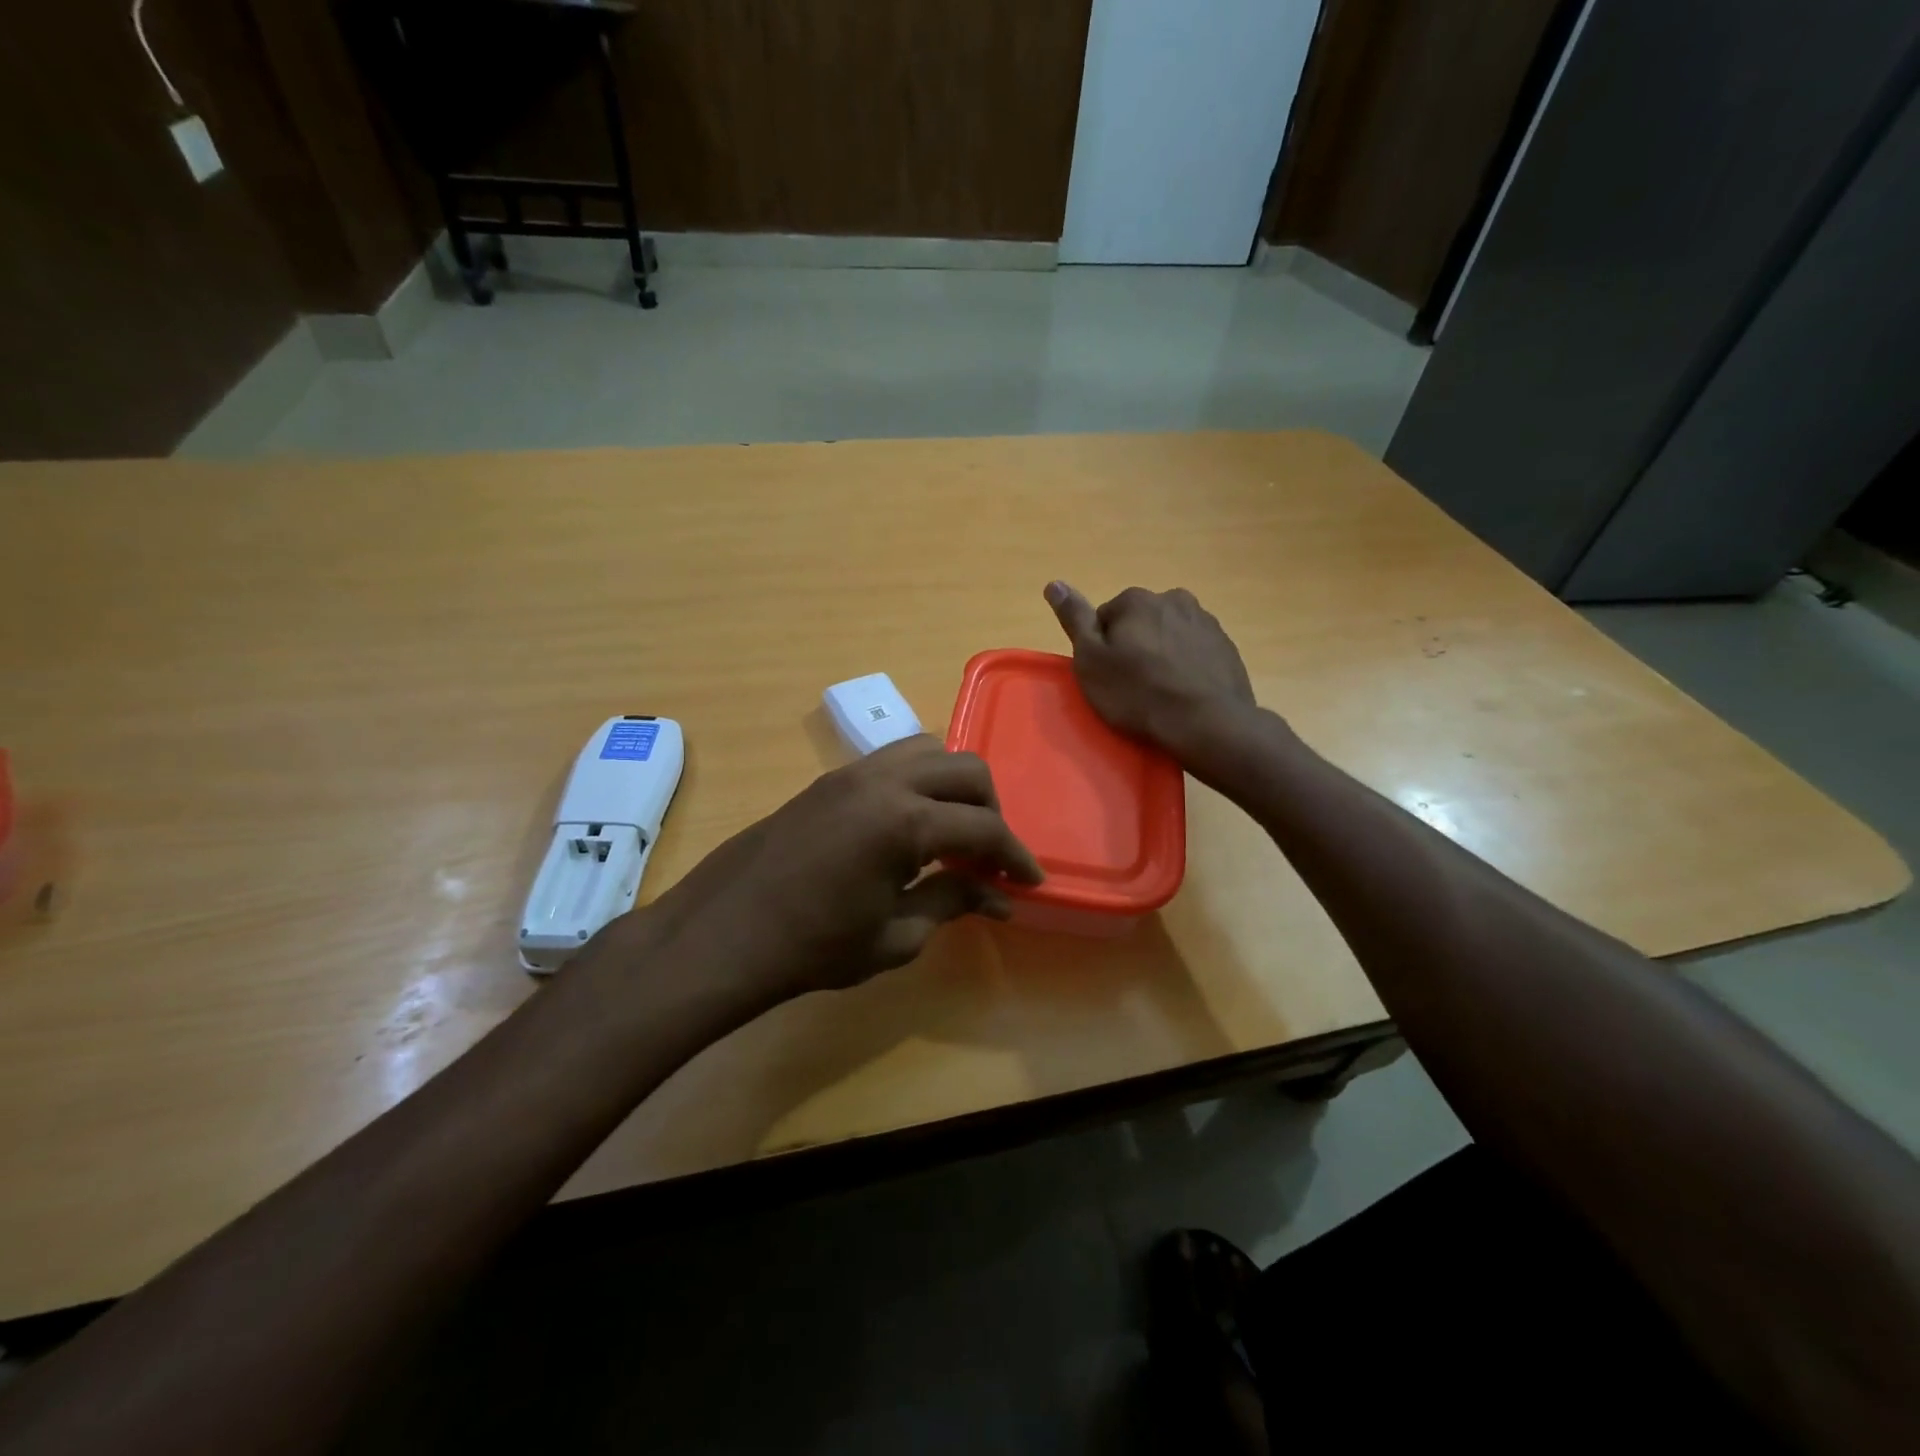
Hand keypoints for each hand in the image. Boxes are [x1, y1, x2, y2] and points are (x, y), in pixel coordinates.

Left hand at [594, 736, 1042, 1008]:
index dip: (1014, 857)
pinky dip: (920, 779)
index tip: (1029, 882)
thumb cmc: (813, 947)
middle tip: (989, 856)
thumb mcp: (895, 935)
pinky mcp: (831, 777)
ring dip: (955, 786)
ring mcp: (854, 772)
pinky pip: (893, 759)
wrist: (725, 932)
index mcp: (906, 821)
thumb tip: (997, 896)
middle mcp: (885, 780)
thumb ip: (952, 901)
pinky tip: (910, 823)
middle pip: (966, 771)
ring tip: (952, 833)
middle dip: (991, 810)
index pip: (984, 829)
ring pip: (930, 751)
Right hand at [1045, 582, 1258, 757]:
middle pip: (1140, 623)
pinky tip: (1183, 693)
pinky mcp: (1227, 647)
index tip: (1108, 675)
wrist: (1207, 722)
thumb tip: (1054, 583)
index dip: (1102, 649)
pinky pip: (1194, 652)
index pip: (1105, 619)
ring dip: (1162, 656)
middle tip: (1132, 686)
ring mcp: (1205, 622)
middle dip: (1135, 648)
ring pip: (1169, 636)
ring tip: (1160, 693)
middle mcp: (1174, 599)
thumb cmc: (1138, 693)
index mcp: (1137, 600)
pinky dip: (1186, 667)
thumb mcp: (1091, 660)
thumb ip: (1074, 619)